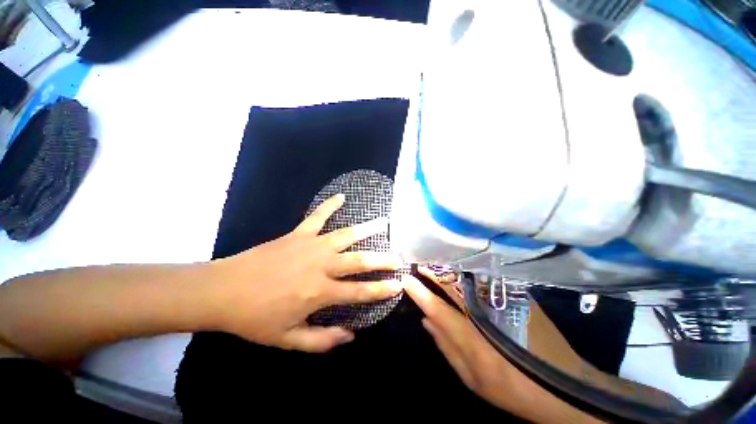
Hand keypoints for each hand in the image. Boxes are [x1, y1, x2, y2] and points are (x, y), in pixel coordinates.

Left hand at [209, 194, 403, 352]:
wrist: (223, 291)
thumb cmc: (255, 318)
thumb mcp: (288, 339)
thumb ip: (322, 341)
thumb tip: (351, 335)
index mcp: (320, 292)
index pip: (360, 291)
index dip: (381, 289)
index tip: (398, 284)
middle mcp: (322, 266)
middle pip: (359, 260)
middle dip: (382, 259)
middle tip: (398, 257)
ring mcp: (312, 246)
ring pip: (346, 235)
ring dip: (367, 229)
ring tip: (384, 223)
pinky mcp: (299, 234)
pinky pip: (318, 216)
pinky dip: (330, 205)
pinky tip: (342, 197)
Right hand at [403, 276, 601, 422]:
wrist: (561, 384)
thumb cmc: (511, 387)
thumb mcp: (472, 379)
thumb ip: (446, 347)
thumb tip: (425, 320)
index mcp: (472, 339)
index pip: (437, 307)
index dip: (419, 292)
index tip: (406, 279)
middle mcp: (485, 314)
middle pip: (452, 286)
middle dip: (433, 272)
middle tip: (420, 263)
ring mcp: (504, 302)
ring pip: (468, 278)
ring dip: (448, 268)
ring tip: (434, 261)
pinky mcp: (518, 296)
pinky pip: (486, 278)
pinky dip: (468, 270)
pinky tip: (460, 265)